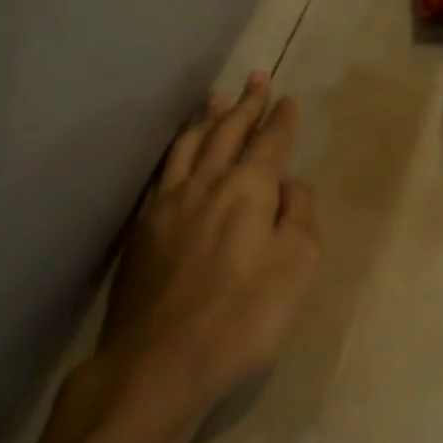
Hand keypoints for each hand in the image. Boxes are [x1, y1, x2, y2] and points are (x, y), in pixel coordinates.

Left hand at [96, 73, 320, 423]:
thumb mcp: (297, 266)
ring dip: (208, 118)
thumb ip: (300, 214)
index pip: (270, 141)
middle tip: (257, 79)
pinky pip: (163, 172)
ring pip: (191, 143)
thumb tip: (289, 185)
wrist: (158, 363)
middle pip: (229, 131)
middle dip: (247, 103)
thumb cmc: (242, 316)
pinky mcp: (142, 227)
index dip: (281, 118)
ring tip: (216, 98)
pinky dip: (177, 151)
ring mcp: (170, 201)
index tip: (288, 99)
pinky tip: (178, 153)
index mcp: (249, 187)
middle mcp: (208, 181)